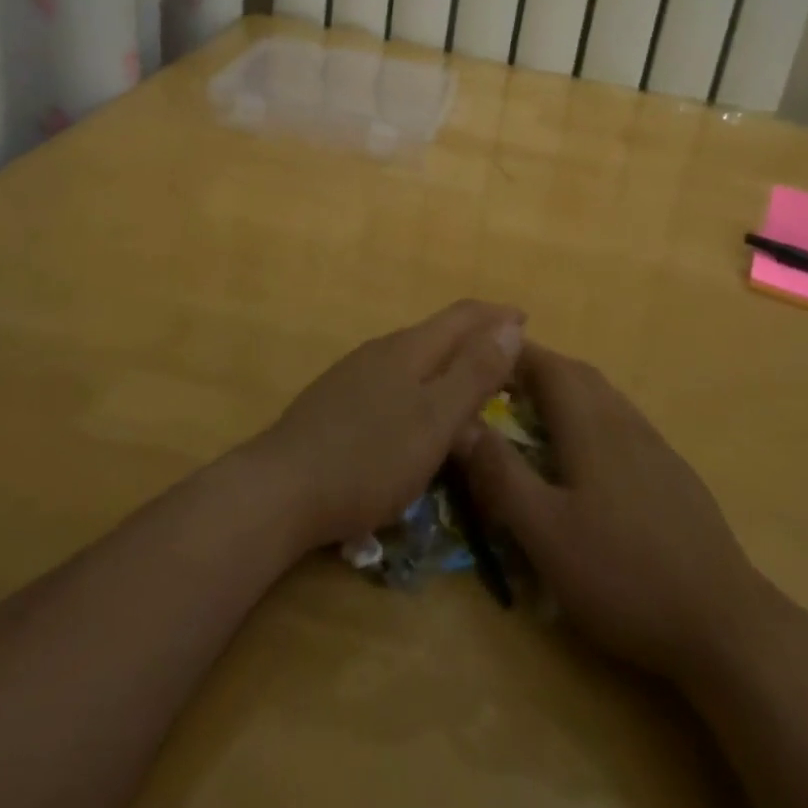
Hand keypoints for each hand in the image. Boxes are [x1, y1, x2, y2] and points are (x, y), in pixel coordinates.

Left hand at [254, 300, 523, 550]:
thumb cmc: (370, 456)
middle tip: (509, 365)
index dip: (498, 316)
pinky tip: (420, 418)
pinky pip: (395, 383)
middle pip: (440, 334)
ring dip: (450, 367)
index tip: (528, 322)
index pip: (464, 315)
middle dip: (477, 342)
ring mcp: (356, 375)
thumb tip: (511, 324)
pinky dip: (424, 389)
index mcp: (411, 348)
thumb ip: (475, 371)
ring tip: (472, 393)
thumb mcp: (436, 418)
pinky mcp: (338, 403)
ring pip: (416, 360)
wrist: (279, 491)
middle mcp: (383, 350)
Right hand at [455, 344, 779, 681]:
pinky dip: (591, 418)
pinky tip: (586, 458)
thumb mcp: (546, 533)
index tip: (481, 358)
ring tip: (534, 415)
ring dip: (565, 392)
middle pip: (577, 374)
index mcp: (591, 425)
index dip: (514, 355)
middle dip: (536, 370)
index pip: (549, 365)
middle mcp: (624, 420)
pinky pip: (621, 422)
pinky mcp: (672, 471)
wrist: (722, 621)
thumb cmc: (622, 574)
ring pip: (602, 397)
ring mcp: (654, 445)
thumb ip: (501, 475)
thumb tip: (461, 423)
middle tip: (499, 387)